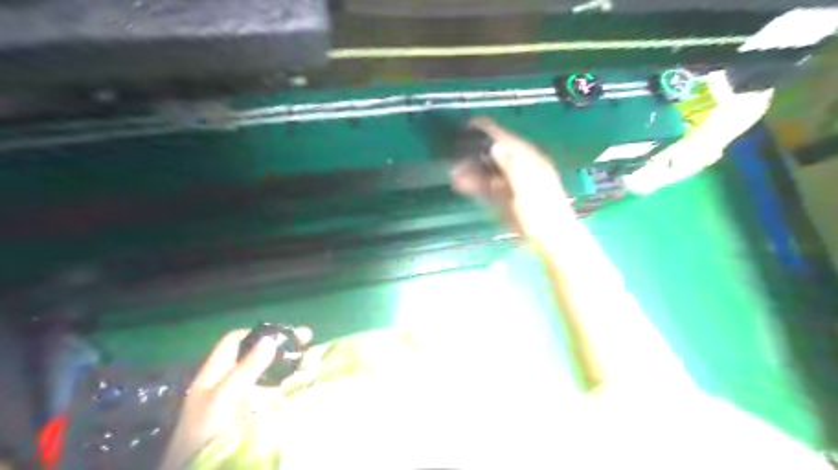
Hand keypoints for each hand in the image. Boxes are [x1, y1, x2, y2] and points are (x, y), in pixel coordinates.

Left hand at [158, 327, 312, 469]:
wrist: (209, 468)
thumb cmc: (207, 429)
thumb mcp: (223, 395)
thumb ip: (246, 368)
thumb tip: (269, 338)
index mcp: (217, 373)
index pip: (235, 342)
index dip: (255, 332)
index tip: (280, 330)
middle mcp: (233, 381)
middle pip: (258, 355)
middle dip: (282, 346)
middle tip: (306, 338)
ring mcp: (247, 397)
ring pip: (272, 372)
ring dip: (291, 362)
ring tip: (313, 355)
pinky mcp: (261, 413)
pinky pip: (280, 391)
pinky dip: (293, 382)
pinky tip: (308, 376)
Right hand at [452, 117, 576, 243]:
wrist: (550, 241)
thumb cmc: (542, 213)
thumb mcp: (528, 187)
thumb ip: (512, 166)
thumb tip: (496, 146)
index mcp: (530, 162)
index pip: (507, 141)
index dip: (490, 132)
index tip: (470, 124)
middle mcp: (519, 171)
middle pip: (494, 157)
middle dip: (474, 156)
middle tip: (454, 157)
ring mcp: (511, 186)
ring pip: (488, 174)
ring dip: (471, 172)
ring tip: (453, 173)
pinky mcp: (505, 201)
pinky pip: (487, 189)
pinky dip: (474, 186)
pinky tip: (461, 185)